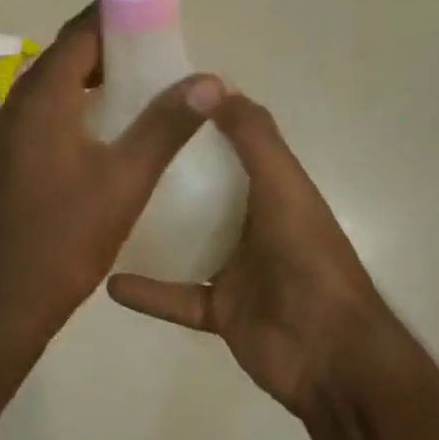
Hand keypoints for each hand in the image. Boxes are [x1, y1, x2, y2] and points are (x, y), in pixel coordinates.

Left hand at [0, 5, 225, 347]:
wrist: (6, 299)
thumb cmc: (67, 236)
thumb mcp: (126, 179)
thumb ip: (166, 125)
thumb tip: (209, 80)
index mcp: (42, 98)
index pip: (79, 34)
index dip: (114, 16)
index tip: (154, 13)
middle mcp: (18, 104)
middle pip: (65, 55)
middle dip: (108, 45)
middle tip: (157, 50)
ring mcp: (8, 131)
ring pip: (54, 84)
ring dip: (92, 76)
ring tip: (141, 83)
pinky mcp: (9, 155)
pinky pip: (46, 110)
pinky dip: (76, 103)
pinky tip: (109, 126)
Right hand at [108, 93, 389, 417]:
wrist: (331, 357)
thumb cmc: (308, 260)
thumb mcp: (283, 186)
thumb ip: (253, 137)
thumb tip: (214, 83)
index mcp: (271, 189)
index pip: (232, 143)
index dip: (200, 118)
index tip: (155, 97)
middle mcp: (252, 222)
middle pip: (203, 190)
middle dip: (167, 168)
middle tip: (117, 146)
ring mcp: (235, 268)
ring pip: (186, 240)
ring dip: (153, 227)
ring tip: (108, 205)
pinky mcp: (219, 309)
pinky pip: (175, 296)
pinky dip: (147, 292)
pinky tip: (110, 282)